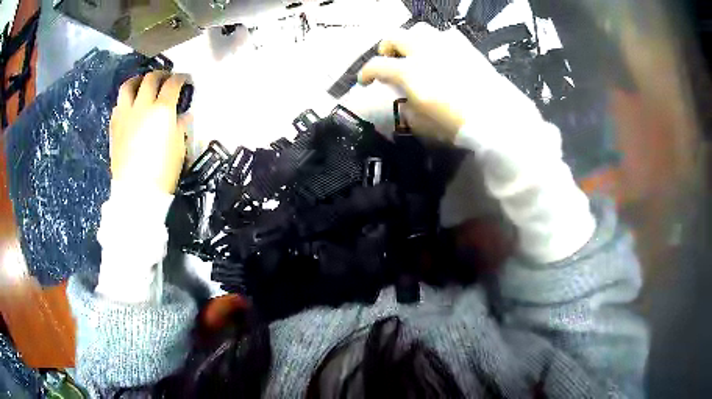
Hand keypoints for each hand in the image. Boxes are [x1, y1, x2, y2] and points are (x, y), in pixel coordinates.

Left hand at [109, 71, 190, 193]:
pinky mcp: (114, 126)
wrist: (136, 192)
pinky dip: (126, 100)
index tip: (185, 80)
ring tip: (143, 84)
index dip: (181, 78)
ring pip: (129, 85)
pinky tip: (130, 107)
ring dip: (138, 80)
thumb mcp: (179, 148)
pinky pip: (118, 104)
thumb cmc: (163, 172)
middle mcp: (143, 106)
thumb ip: (180, 125)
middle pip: (151, 78)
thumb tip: (181, 114)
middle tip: (166, 79)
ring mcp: (125, 114)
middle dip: (161, 75)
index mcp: (162, 110)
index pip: (173, 83)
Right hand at [358, 23, 528, 141]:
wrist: (496, 118)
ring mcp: (446, 46)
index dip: (366, 73)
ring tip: (414, 51)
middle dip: (386, 47)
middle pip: (395, 37)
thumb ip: (407, 110)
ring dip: (411, 38)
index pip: (377, 66)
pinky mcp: (466, 48)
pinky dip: (438, 40)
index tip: (364, 81)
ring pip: (420, 29)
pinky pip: (447, 34)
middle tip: (388, 58)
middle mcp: (424, 51)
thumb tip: (403, 102)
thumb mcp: (423, 124)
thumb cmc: (456, 125)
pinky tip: (441, 51)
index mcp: (409, 71)